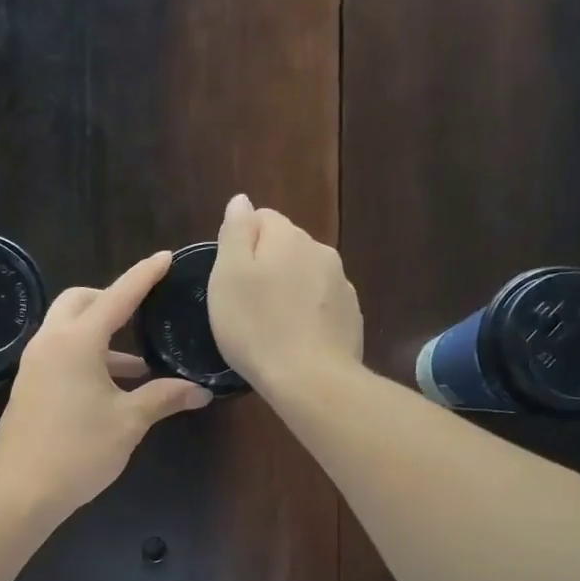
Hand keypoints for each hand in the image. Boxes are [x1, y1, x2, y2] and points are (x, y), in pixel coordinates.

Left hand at [0, 252, 212, 516]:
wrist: (18, 491)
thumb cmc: (78, 451)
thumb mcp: (129, 422)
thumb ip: (164, 398)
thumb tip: (200, 390)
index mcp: (77, 341)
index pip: (117, 296)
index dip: (144, 276)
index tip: (164, 257)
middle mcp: (50, 342)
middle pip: (80, 301)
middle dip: (111, 299)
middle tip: (142, 313)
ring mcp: (34, 364)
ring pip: (67, 329)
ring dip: (100, 335)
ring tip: (138, 367)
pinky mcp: (28, 386)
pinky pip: (59, 353)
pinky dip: (85, 356)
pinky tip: (110, 389)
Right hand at [208, 194, 362, 390]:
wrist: (310, 379)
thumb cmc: (256, 326)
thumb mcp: (228, 276)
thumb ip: (236, 232)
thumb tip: (242, 201)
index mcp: (288, 237)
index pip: (262, 218)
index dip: (241, 243)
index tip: (229, 278)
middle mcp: (321, 251)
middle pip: (286, 246)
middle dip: (267, 266)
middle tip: (245, 304)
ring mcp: (342, 284)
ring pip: (306, 276)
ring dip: (289, 290)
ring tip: (270, 326)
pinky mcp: (351, 317)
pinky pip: (322, 305)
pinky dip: (307, 314)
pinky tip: (294, 341)